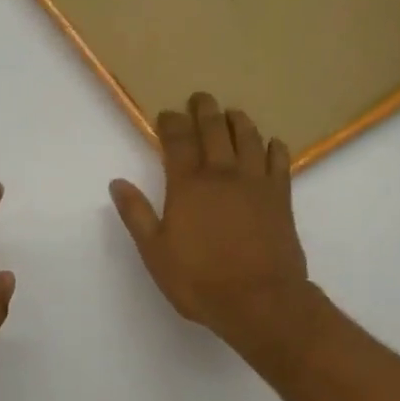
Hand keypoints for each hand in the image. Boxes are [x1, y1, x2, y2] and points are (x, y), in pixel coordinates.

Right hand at [110, 93, 318, 352]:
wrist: (261, 301)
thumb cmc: (200, 280)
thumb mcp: (155, 252)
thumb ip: (137, 215)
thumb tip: (117, 183)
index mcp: (188, 185)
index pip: (177, 141)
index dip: (171, 123)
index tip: (167, 113)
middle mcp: (222, 174)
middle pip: (215, 130)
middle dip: (205, 110)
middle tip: (200, 98)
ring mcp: (255, 183)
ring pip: (249, 138)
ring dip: (239, 121)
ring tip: (233, 113)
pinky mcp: (281, 197)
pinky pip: (280, 162)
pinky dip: (275, 148)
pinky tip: (271, 144)